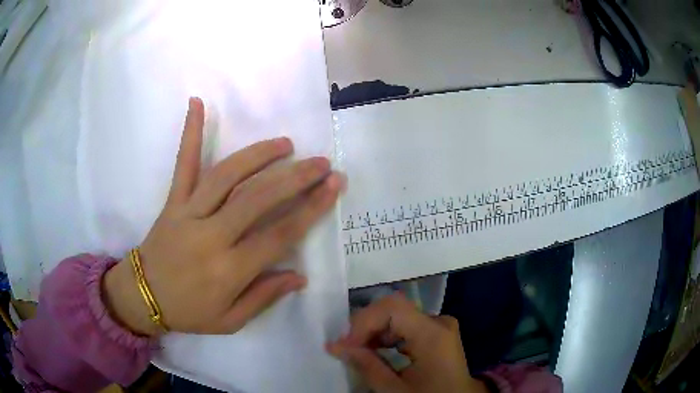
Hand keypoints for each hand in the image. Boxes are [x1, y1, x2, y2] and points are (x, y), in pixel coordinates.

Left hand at [103, 97, 343, 335]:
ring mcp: (189, 213)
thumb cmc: (189, 312)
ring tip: (285, 143)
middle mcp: (211, 236)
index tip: (333, 186)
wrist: (143, 296)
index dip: (310, 209)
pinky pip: (183, 164)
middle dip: (295, 178)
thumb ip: (264, 297)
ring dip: (258, 155)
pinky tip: (197, 103)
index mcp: (228, 270)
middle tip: (321, 163)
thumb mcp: (230, 321)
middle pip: (258, 199)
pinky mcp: (173, 201)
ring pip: (227, 176)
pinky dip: (190, 133)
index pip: (279, 235)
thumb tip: (299, 276)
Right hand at [328, 293, 487, 392]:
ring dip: (374, 332)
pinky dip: (387, 337)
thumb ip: (367, 366)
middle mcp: (439, 322)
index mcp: (433, 334)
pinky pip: (406, 326)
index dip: (363, 321)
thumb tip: (337, 346)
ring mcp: (440, 326)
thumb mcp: (395, 390)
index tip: (344, 345)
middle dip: (365, 327)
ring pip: (398, 316)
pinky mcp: (437, 333)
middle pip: (394, 310)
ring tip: (356, 351)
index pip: (392, 308)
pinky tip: (374, 351)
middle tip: (345, 348)